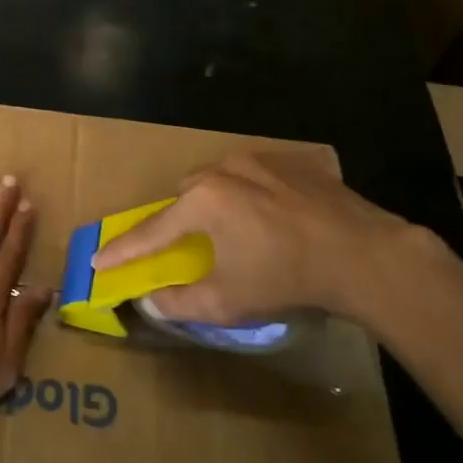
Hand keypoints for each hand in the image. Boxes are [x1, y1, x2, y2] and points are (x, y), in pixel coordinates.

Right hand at [91, 152, 429, 324]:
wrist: (366, 255)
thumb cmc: (287, 278)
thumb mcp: (228, 301)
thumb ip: (179, 302)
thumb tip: (149, 302)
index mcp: (203, 201)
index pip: (151, 231)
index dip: (122, 251)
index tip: (96, 261)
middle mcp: (224, 169)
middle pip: (184, 195)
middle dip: (178, 220)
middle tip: (188, 246)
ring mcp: (261, 160)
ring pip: (219, 179)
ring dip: (215, 202)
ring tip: (235, 231)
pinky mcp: (293, 162)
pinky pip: (255, 175)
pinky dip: (250, 194)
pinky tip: (271, 217)